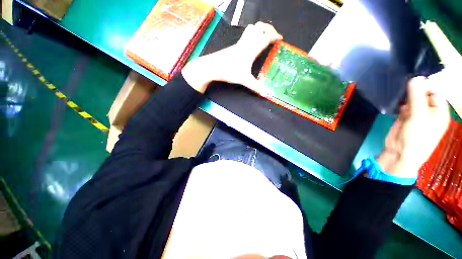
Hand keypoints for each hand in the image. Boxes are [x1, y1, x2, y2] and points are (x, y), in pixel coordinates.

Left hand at [182, 22, 282, 92]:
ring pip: (252, 28)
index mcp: (251, 49)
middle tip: (274, 35)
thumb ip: (256, 87)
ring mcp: (239, 43)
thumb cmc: (229, 71)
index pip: (266, 38)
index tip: (281, 38)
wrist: (213, 66)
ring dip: (260, 29)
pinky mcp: (234, 45)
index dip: (275, 36)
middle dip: (269, 28)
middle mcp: (246, 43)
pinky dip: (252, 33)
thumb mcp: (244, 80)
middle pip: (260, 28)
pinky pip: (245, 34)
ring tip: (264, 36)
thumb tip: (266, 94)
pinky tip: (251, 43)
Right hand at [376, 76, 450, 177]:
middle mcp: (429, 110)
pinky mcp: (405, 116)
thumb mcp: (419, 116)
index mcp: (439, 111)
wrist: (399, 153)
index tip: (413, 79)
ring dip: (406, 96)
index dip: (426, 84)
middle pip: (423, 93)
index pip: (436, 91)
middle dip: (414, 89)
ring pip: (412, 98)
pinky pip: (403, 104)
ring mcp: (417, 113)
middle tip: (404, 85)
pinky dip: (399, 102)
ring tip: (399, 96)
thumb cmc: (416, 137)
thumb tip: (416, 77)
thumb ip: (417, 96)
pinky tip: (396, 103)